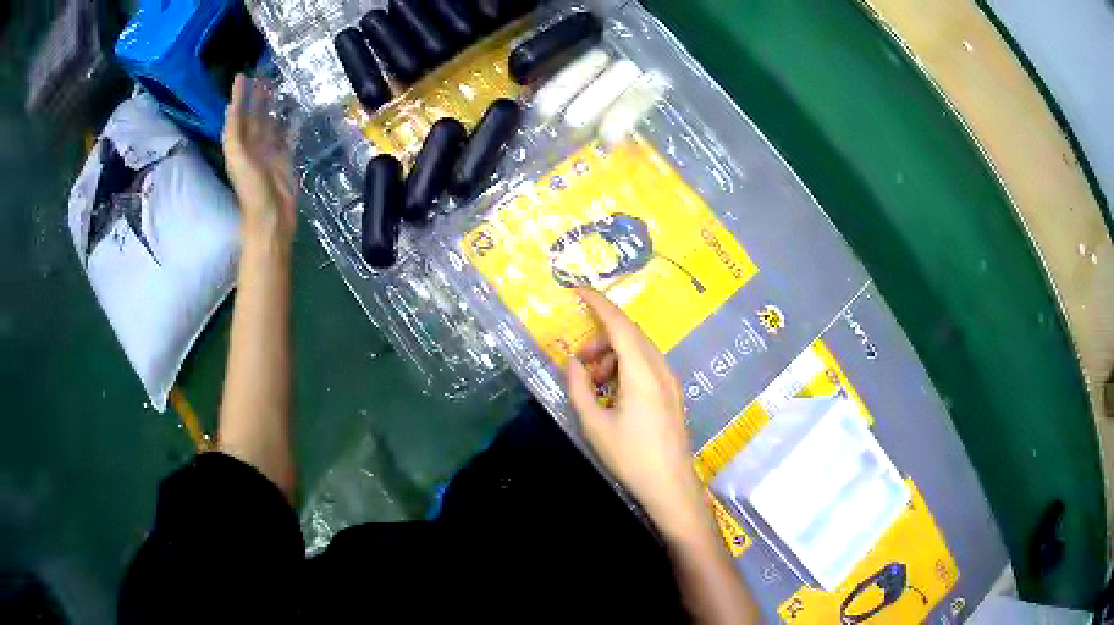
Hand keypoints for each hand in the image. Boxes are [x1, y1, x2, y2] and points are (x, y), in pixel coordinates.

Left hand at [222, 74, 296, 243]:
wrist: (271, 216)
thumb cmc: (252, 189)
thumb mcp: (238, 158)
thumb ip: (233, 133)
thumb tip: (231, 107)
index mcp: (239, 146)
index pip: (237, 116)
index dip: (238, 97)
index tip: (242, 76)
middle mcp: (252, 146)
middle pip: (253, 116)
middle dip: (256, 97)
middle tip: (262, 75)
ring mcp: (269, 152)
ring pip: (270, 123)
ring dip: (272, 106)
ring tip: (277, 87)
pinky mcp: (284, 158)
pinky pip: (287, 135)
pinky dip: (291, 123)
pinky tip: (296, 111)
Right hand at [565, 288, 708, 538]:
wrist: (670, 486)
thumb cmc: (630, 458)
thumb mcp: (594, 424)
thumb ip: (578, 388)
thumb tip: (572, 362)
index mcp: (641, 372)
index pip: (619, 325)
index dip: (598, 303)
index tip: (576, 290)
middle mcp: (660, 369)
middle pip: (630, 335)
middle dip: (601, 337)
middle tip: (579, 360)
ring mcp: (670, 381)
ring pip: (639, 350)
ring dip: (613, 355)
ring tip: (593, 382)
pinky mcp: (672, 393)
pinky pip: (647, 365)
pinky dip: (625, 367)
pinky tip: (612, 392)